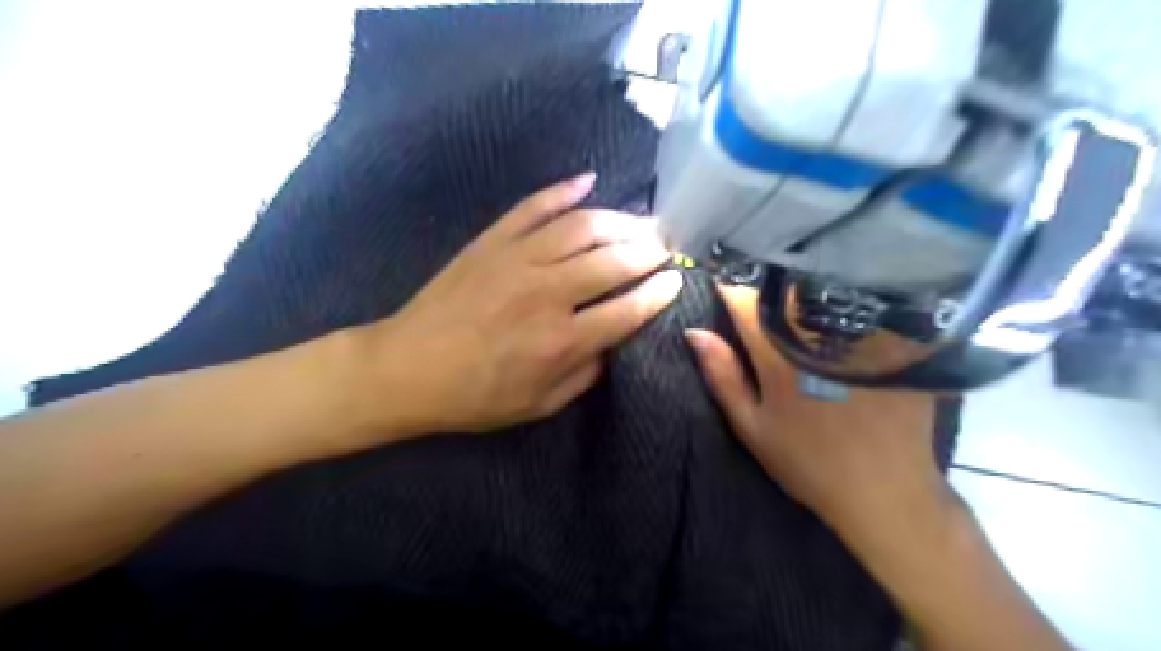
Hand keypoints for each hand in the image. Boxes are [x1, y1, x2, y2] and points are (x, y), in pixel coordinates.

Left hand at [348, 176, 682, 442]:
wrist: (407, 369)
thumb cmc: (476, 396)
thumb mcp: (540, 404)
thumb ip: (586, 374)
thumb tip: (615, 341)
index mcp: (562, 340)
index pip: (628, 308)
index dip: (659, 292)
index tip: (677, 279)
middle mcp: (547, 293)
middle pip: (614, 260)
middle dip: (649, 251)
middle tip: (665, 247)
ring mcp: (517, 259)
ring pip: (582, 226)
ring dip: (620, 220)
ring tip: (641, 222)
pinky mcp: (492, 241)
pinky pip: (533, 206)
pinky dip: (563, 190)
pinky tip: (588, 181)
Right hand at [682, 284, 947, 538]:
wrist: (886, 491)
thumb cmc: (808, 461)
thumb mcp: (752, 426)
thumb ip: (722, 376)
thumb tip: (694, 332)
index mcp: (778, 354)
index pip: (743, 298)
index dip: (726, 286)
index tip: (717, 282)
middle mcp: (818, 334)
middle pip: (784, 286)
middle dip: (765, 282)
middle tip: (756, 289)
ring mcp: (861, 334)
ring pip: (823, 290)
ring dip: (803, 287)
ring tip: (793, 290)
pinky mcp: (895, 341)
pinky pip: (865, 305)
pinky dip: (845, 301)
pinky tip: (841, 311)